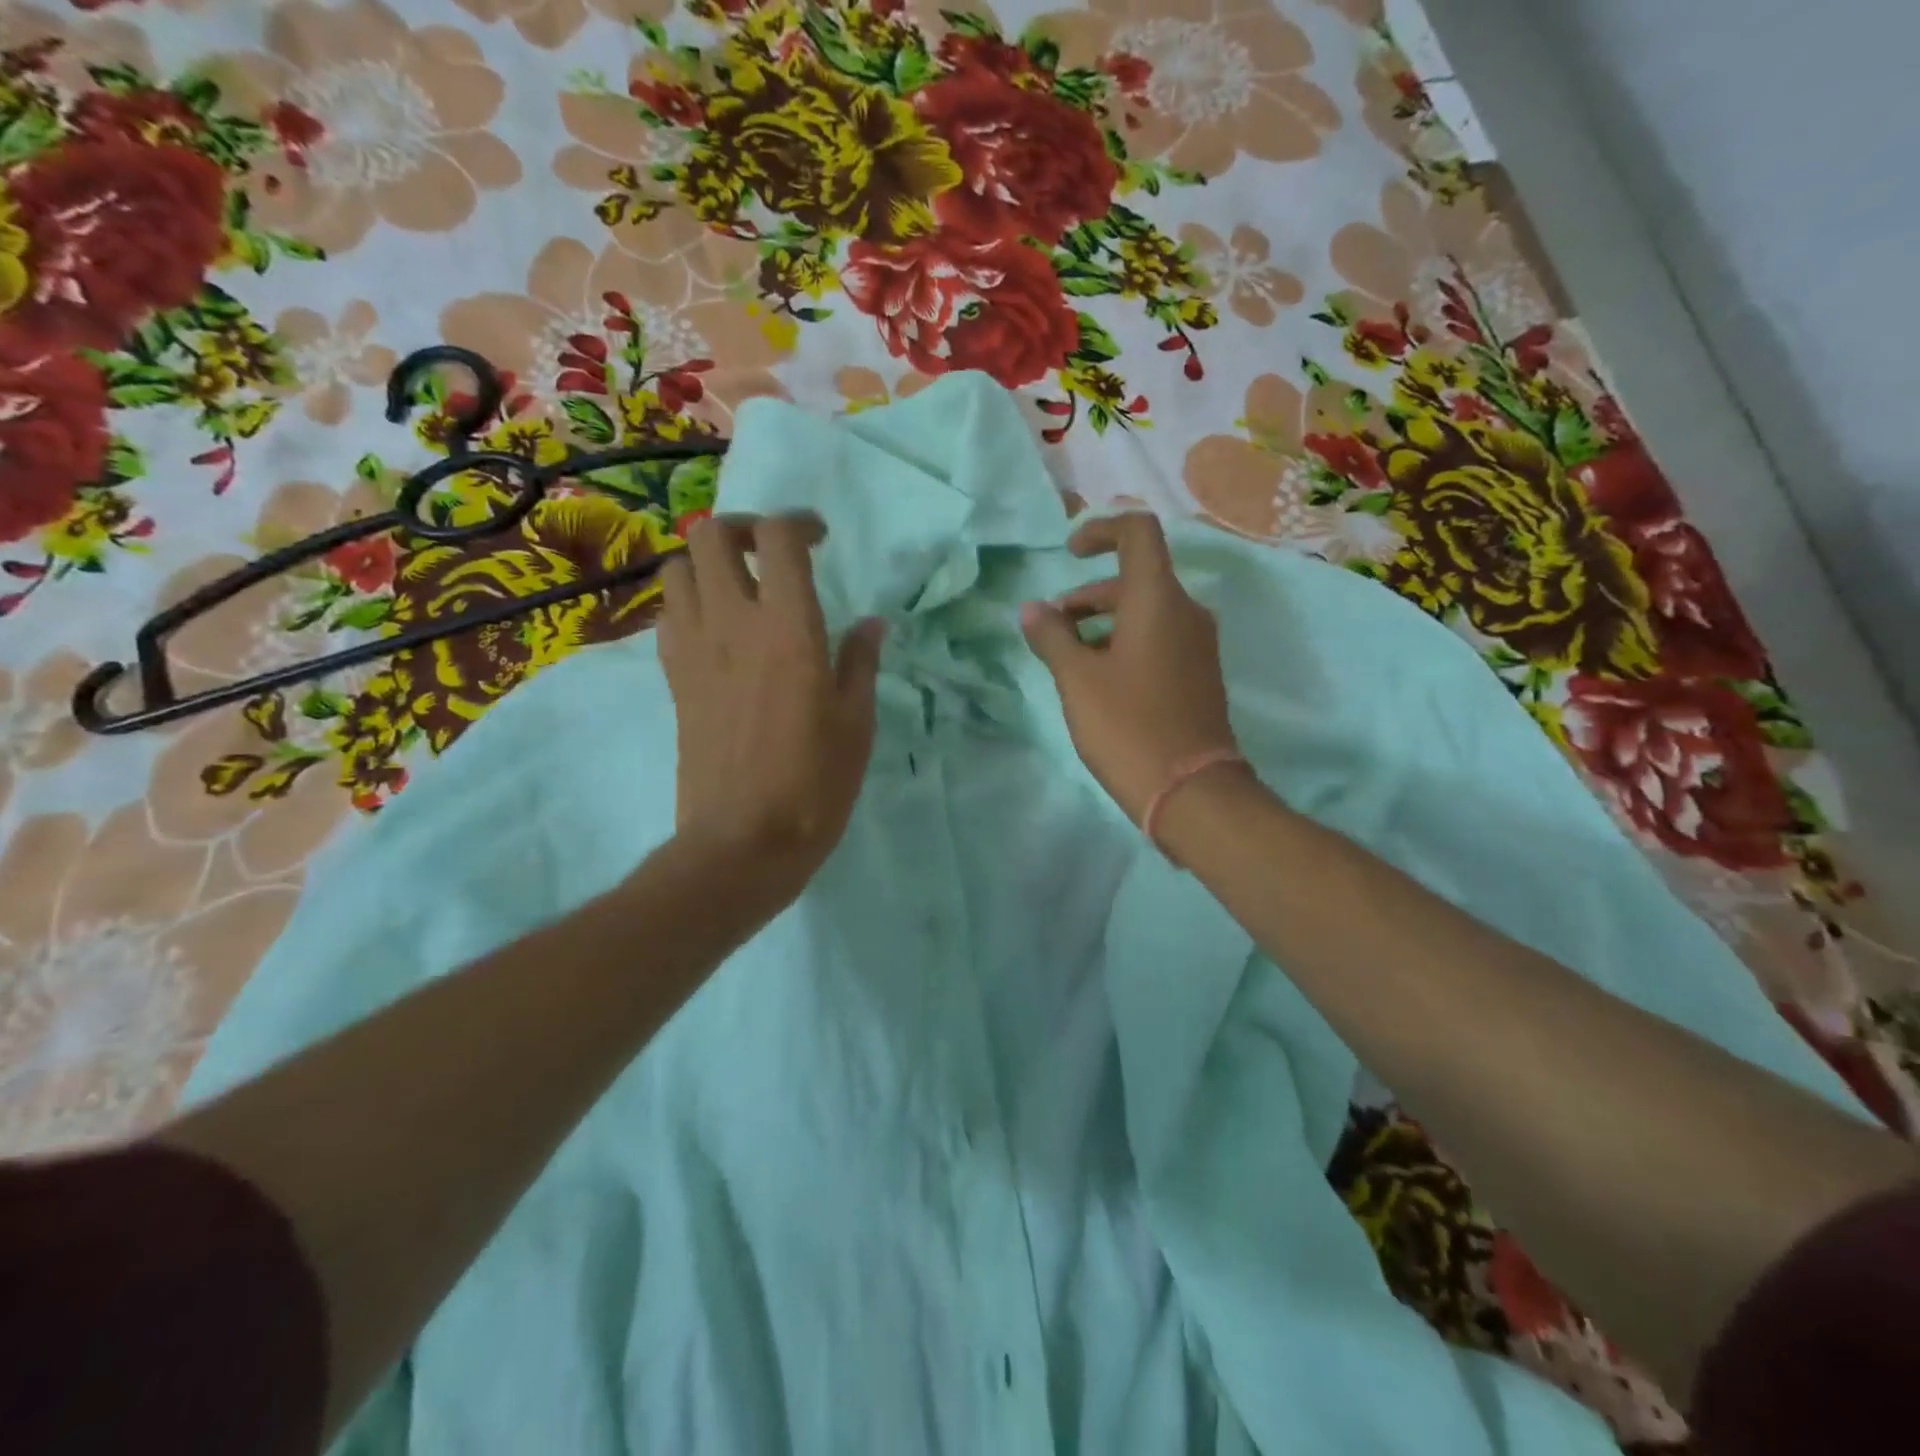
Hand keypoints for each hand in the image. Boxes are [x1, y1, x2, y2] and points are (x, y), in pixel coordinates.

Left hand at [657, 514, 884, 897]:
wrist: (743, 841)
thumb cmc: (815, 784)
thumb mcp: (856, 723)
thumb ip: (860, 663)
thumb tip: (871, 624)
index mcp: (789, 629)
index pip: (778, 538)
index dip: (798, 523)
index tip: (819, 539)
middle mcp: (733, 623)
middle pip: (711, 535)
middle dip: (743, 528)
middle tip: (772, 553)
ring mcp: (693, 649)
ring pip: (678, 567)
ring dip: (708, 562)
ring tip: (741, 587)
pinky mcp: (672, 677)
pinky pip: (668, 613)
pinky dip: (689, 601)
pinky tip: (717, 629)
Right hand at [1020, 513, 1239, 821]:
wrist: (1191, 790)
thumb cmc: (1128, 726)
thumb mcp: (1077, 679)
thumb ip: (1052, 637)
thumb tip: (1032, 609)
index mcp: (1158, 599)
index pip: (1138, 532)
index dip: (1100, 530)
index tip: (1069, 553)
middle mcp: (1186, 611)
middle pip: (1136, 577)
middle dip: (1088, 595)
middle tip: (1053, 629)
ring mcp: (1197, 644)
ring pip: (1146, 612)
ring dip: (1103, 622)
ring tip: (1069, 659)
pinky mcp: (1199, 673)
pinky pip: (1159, 639)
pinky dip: (1125, 642)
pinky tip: (1100, 681)